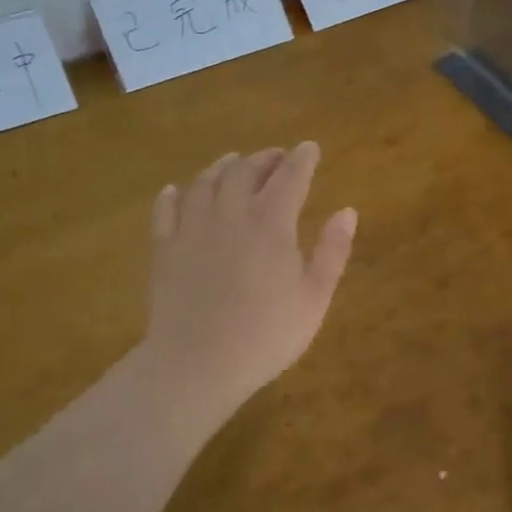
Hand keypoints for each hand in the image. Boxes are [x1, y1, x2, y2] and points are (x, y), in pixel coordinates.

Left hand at [144, 142, 356, 419]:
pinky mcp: (164, 248)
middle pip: (245, 171)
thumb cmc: (266, 335)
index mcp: (271, 223)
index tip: (310, 148)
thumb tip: (347, 211)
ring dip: (222, 166)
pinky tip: (176, 191)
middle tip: (277, 156)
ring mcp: (192, 228)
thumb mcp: (314, 298)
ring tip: (232, 162)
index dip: (302, 159)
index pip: (290, 176)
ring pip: (205, 182)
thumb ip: (332, 251)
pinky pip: (165, 210)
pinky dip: (173, 195)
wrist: (197, 363)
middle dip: (264, 158)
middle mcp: (230, 213)